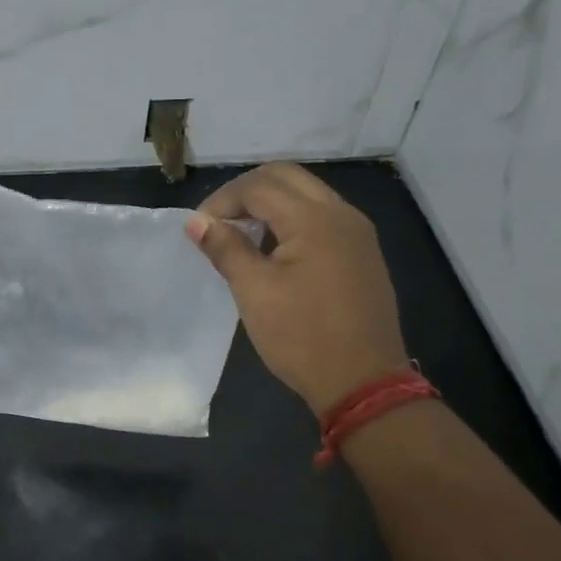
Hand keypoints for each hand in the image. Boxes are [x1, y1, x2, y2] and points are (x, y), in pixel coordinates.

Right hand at [185, 163, 408, 415]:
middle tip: (218, 221)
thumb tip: (196, 222)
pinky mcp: (362, 253)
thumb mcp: (254, 292)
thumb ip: (225, 248)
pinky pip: (322, 216)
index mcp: (314, 220)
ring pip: (307, 194)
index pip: (259, 187)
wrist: (364, 383)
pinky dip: (292, 219)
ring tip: (241, 234)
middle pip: (286, 177)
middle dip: (246, 191)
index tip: (198, 228)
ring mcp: (358, 233)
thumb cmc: (302, 337)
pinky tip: (274, 250)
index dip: (222, 200)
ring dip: (270, 203)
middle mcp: (341, 214)